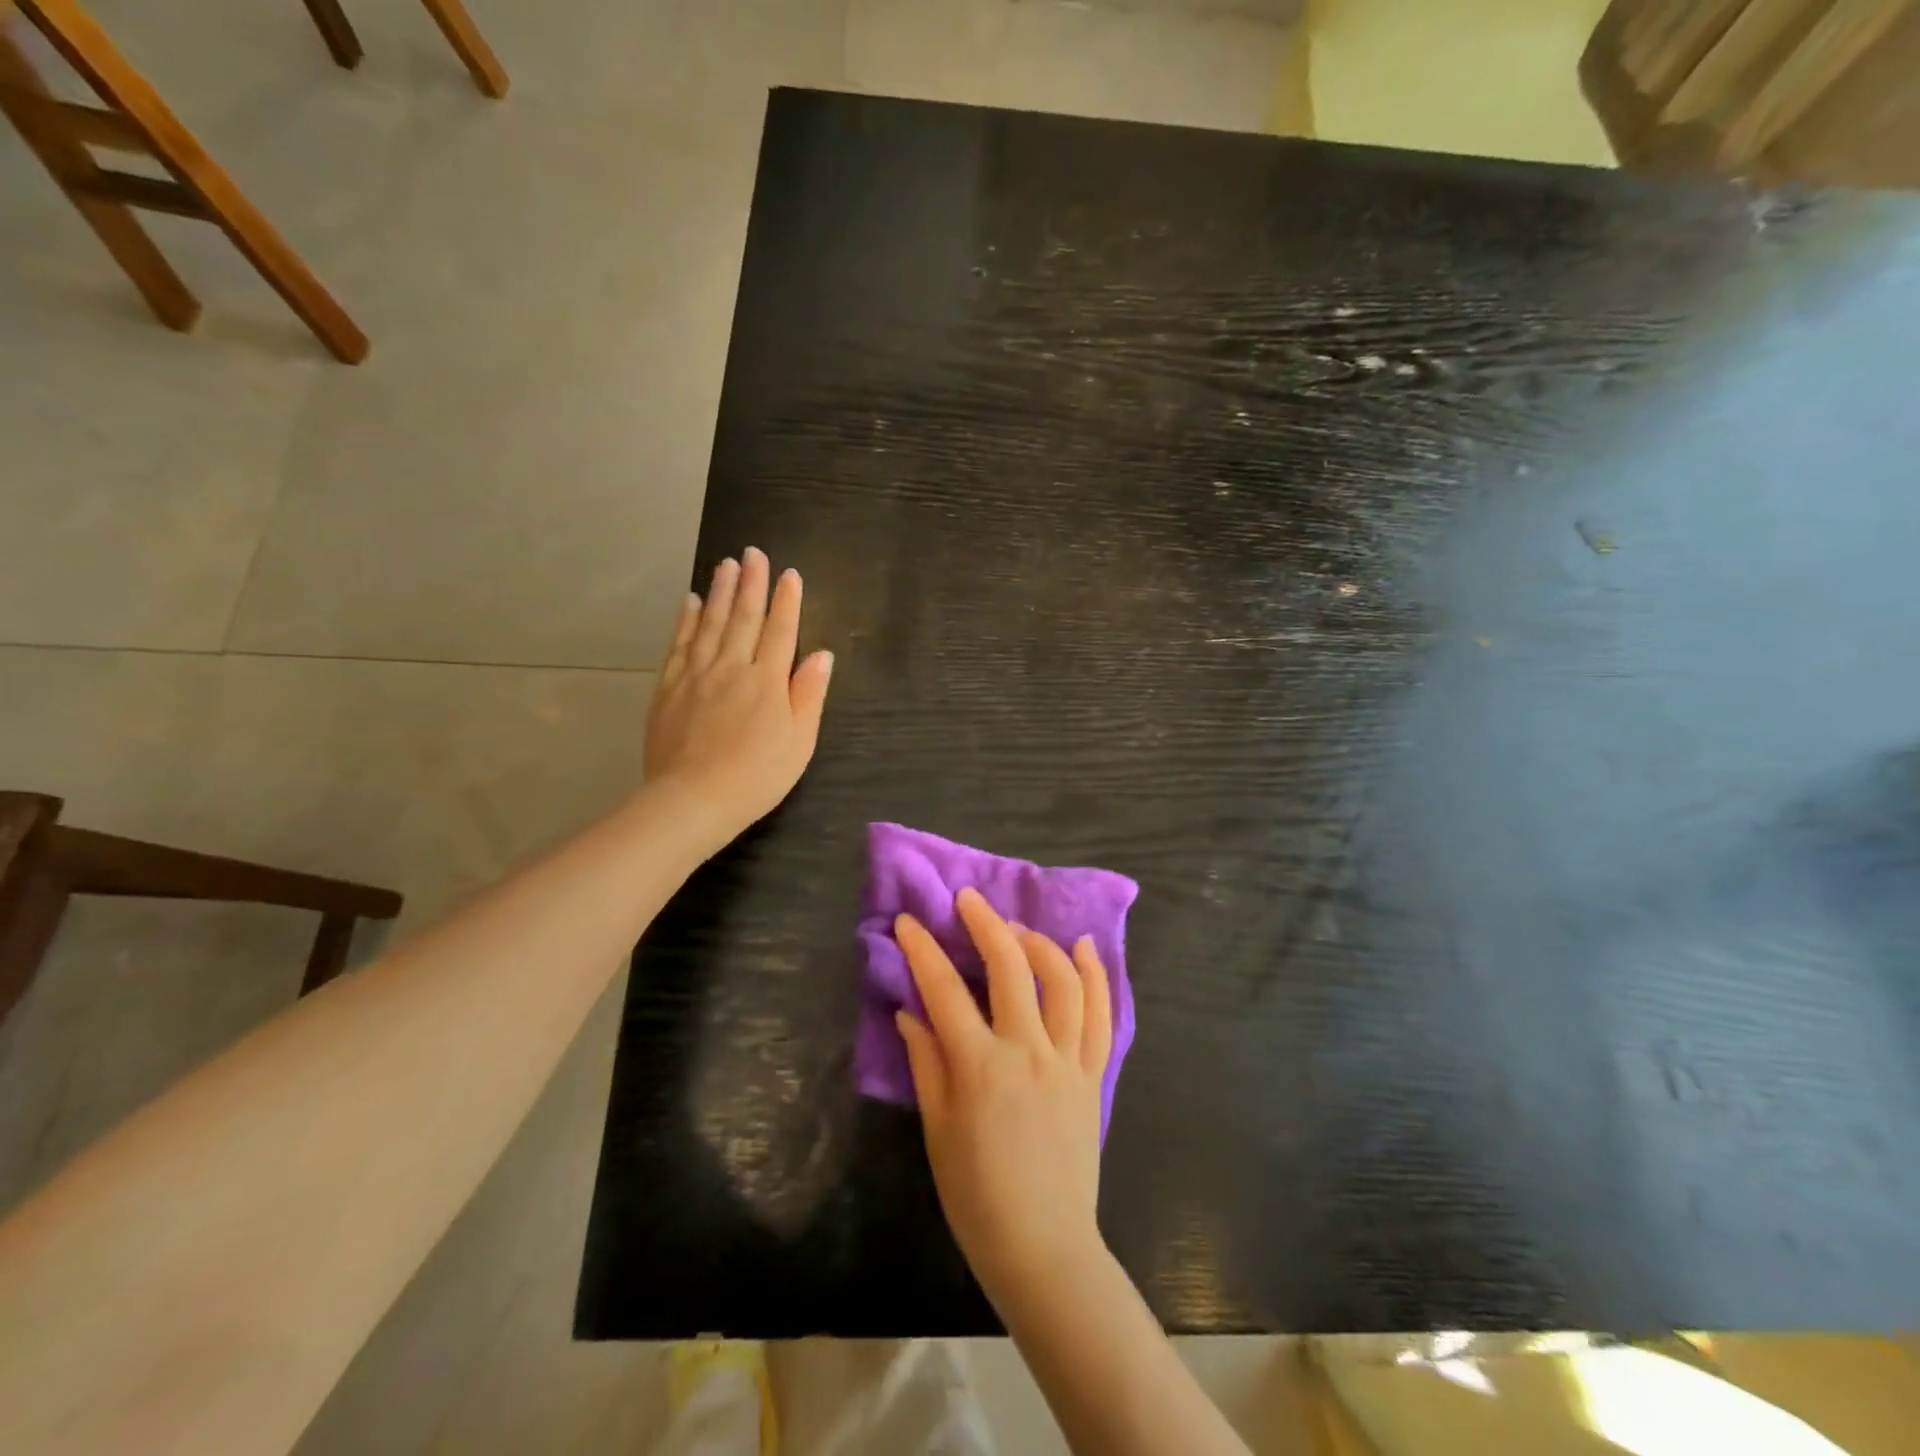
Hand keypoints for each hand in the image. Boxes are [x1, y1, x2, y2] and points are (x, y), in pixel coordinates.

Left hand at [644, 548, 833, 842]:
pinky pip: (679, 644)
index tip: (789, 574)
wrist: (692, 800)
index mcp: (767, 681)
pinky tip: (689, 602)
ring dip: (719, 591)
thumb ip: (809, 694)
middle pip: (743, 617)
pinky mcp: (668, 687)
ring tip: (725, 564)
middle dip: (750, 583)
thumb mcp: (799, 742)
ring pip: (709, 623)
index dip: (787, 601)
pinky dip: (685, 620)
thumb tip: (822, 654)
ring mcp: (696, 675)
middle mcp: (732, 667)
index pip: (780, 631)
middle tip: (752, 553)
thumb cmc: (756, 777)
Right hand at [895, 889, 1113, 1301]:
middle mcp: (1028, 1051)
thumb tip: (909, 1011)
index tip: (908, 921)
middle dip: (986, 924)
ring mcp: (1067, 1060)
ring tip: (1017, 928)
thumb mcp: (937, 1130)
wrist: (1044, 1247)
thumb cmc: (977, 1196)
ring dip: (1039, 943)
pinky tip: (1084, 947)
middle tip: (968, 899)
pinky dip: (1095, 975)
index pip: (945, 991)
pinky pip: (1101, 1015)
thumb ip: (926, 1063)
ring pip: (1062, 981)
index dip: (923, 950)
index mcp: (980, 1068)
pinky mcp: (1092, 1074)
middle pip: (1011, 967)